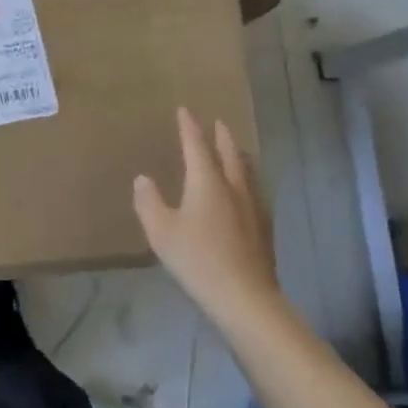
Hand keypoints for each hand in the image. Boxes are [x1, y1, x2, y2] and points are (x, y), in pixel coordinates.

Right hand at [133, 107, 282, 325]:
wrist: (245, 296)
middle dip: (222, 137)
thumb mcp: (161, 231)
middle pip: (229, 154)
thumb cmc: (197, 259)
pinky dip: (248, 180)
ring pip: (247, 172)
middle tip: (218, 123)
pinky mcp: (264, 228)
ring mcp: (254, 207)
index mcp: (207, 182)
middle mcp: (234, 187)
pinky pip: (255, 191)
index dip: (190, 127)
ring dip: (238, 156)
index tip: (185, 110)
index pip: (197, 146)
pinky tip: (248, 192)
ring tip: (235, 150)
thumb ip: (149, 202)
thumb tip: (143, 179)